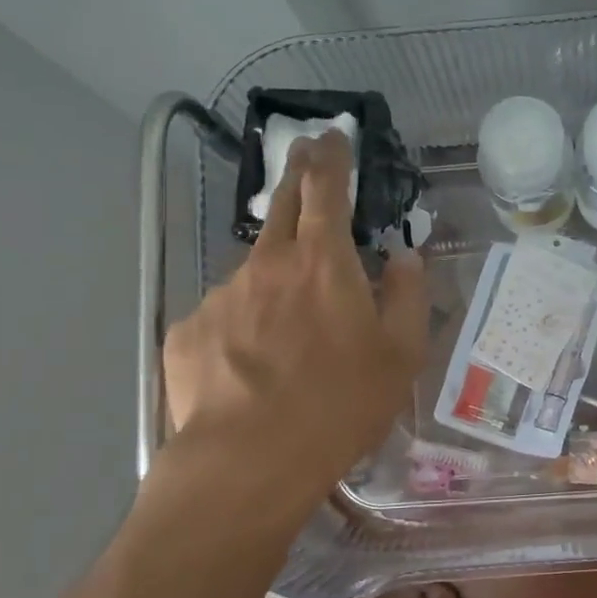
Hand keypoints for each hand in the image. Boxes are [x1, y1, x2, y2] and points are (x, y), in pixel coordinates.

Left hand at [160, 131, 427, 539]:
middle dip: (296, 177)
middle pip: (282, 206)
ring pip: (255, 272)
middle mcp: (268, 265)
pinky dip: (244, 326)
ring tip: (289, 327)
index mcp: (324, 263)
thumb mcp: (400, 355)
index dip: (330, 157)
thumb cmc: (340, 405)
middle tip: (304, 161)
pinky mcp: (189, 332)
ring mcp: (221, 296)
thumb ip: (408, 296)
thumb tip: (405, 258)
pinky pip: (226, 316)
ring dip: (274, 277)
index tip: (330, 135)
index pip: (326, 188)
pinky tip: (251, 369)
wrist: (248, 462)